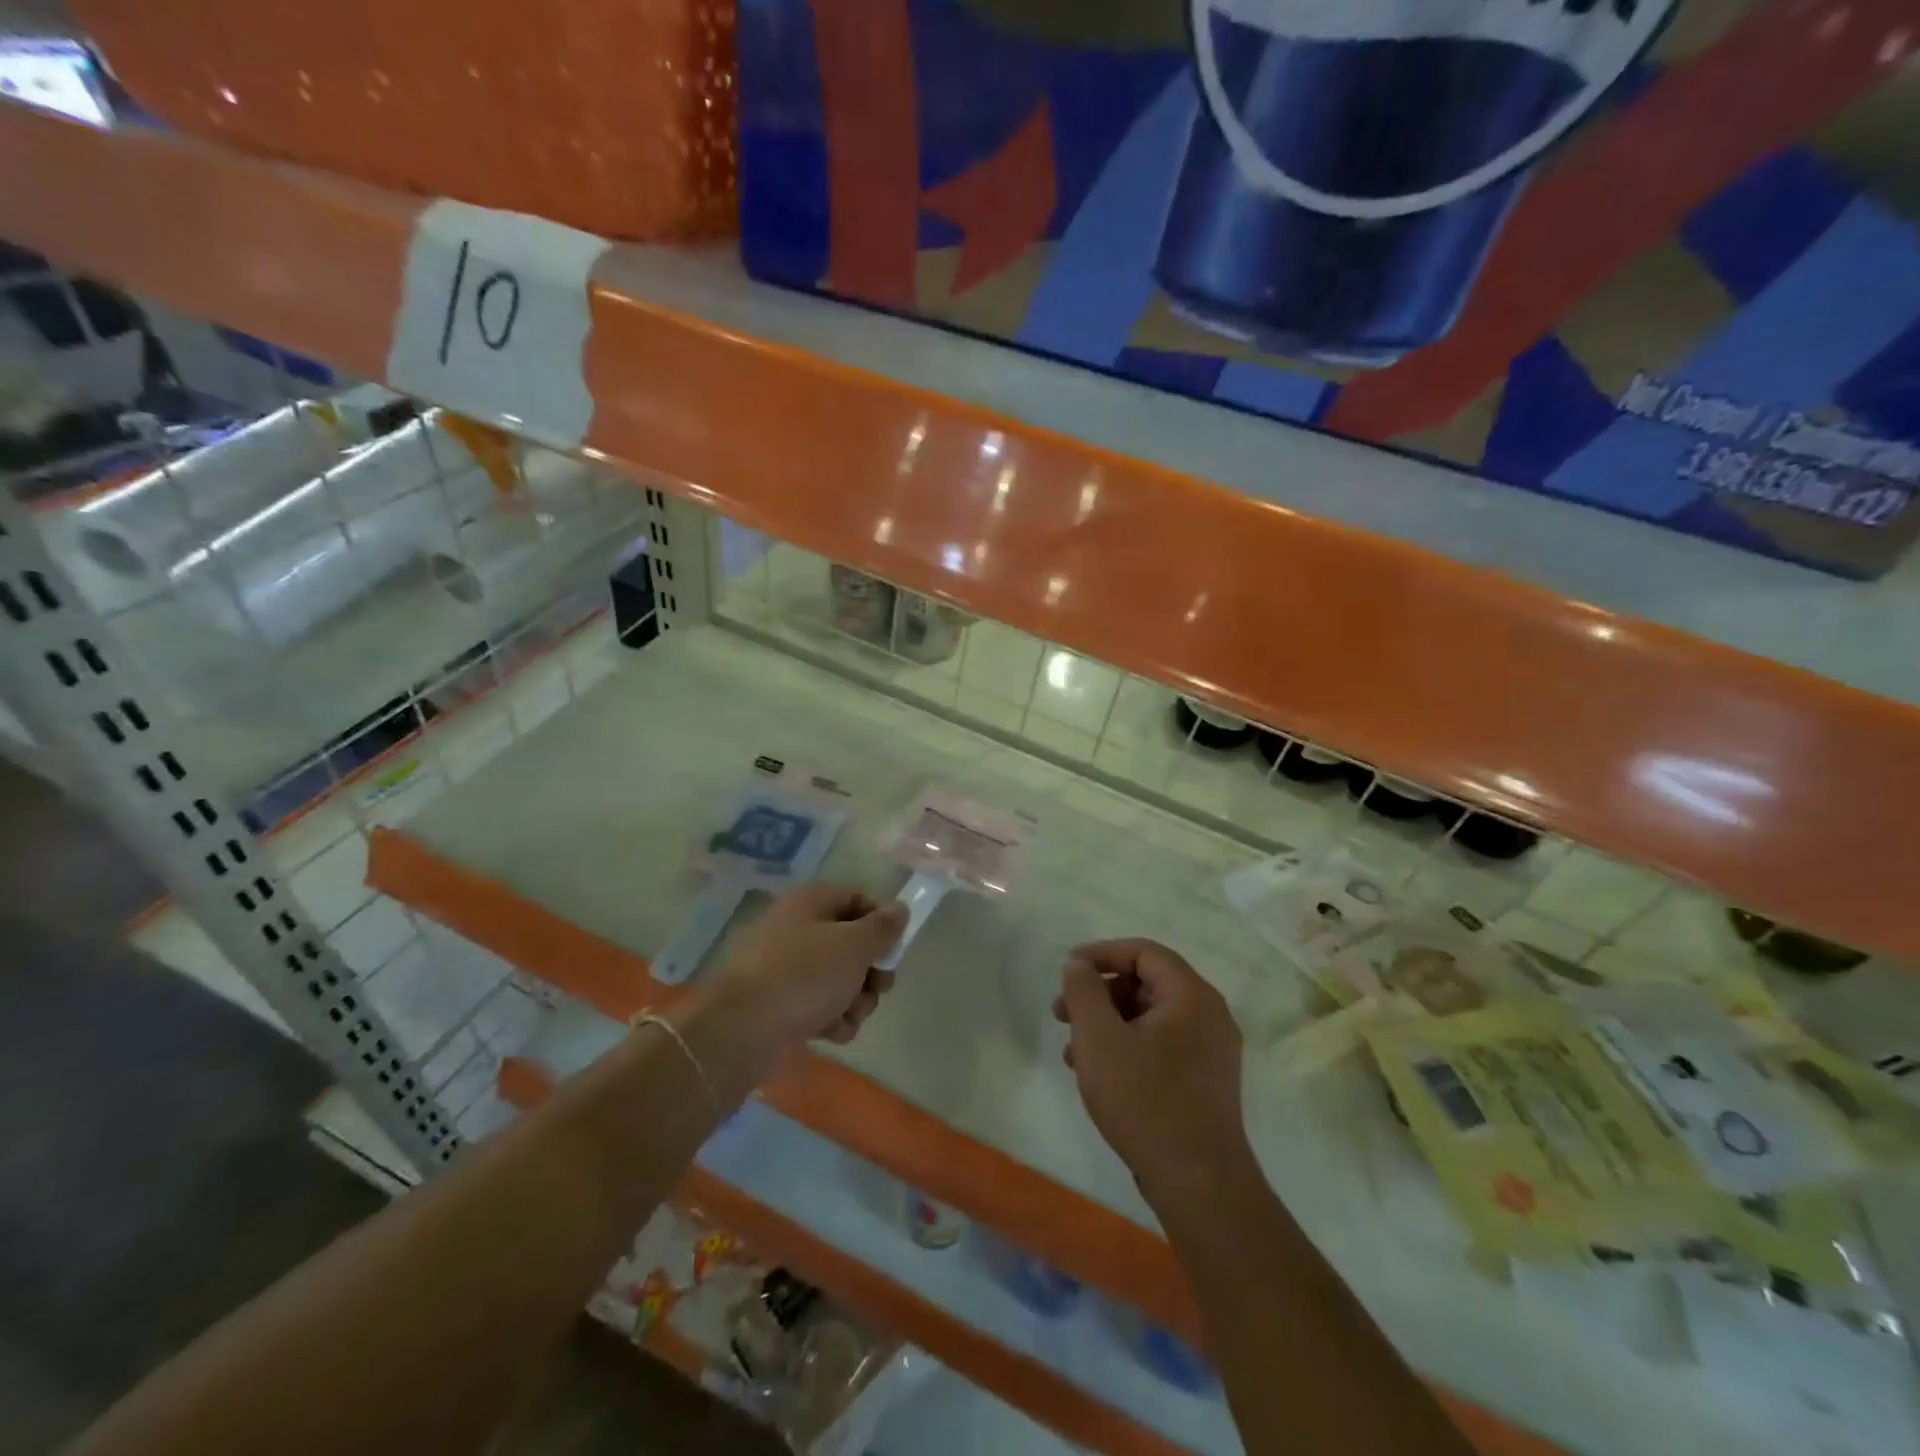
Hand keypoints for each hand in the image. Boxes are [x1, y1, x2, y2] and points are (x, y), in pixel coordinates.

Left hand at [706, 882, 905, 1052]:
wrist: (740, 1031)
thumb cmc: (804, 976)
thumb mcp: (854, 946)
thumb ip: (882, 927)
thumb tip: (899, 909)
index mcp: (811, 903)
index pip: (856, 899)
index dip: (879, 922)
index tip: (892, 948)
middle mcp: (797, 930)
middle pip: (850, 943)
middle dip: (870, 970)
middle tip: (879, 988)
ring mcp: (785, 969)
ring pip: (837, 979)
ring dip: (855, 1000)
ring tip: (851, 1015)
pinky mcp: (779, 1005)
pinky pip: (818, 1006)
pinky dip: (831, 1018)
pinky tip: (832, 1033)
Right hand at [1053, 939, 1251, 1204]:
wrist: (1199, 1184)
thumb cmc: (1145, 1101)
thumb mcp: (1099, 1039)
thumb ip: (1084, 991)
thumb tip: (1079, 964)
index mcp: (1192, 995)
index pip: (1144, 952)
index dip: (1102, 953)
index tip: (1067, 969)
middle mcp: (1209, 1015)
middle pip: (1147, 982)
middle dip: (1100, 993)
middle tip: (1062, 1013)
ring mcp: (1211, 1051)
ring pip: (1151, 1017)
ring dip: (1108, 1022)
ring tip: (1072, 1051)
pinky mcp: (1206, 1082)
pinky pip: (1162, 1045)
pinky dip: (1128, 1046)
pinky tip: (1099, 1074)